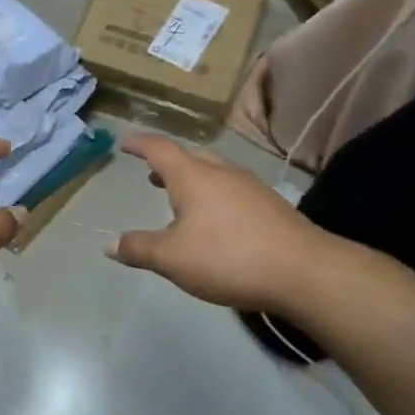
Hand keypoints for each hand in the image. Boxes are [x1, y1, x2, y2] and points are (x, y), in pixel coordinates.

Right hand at [105, 134, 329, 311]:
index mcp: (193, 177)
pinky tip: (216, 221)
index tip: (124, 143)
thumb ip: (139, 249)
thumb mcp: (172, 259)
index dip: (139, 143)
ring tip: (180, 199)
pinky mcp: (271, 206)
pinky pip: (233, 189)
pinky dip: (214, 195)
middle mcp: (222, 173)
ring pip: (214, 172)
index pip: (159, 148)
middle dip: (168, 163)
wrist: (305, 271)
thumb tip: (109, 244)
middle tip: (152, 175)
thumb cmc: (228, 257)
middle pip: (191, 157)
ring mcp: (251, 187)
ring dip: (193, 179)